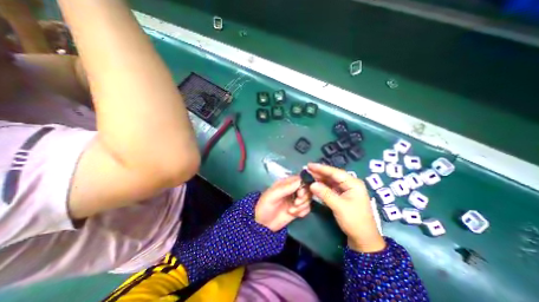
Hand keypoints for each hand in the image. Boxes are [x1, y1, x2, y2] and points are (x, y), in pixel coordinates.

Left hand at [255, 176, 311, 232]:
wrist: (262, 224)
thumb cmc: (264, 206)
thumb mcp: (272, 195)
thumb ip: (286, 188)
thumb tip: (300, 181)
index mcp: (286, 183)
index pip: (301, 178)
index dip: (304, 185)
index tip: (300, 194)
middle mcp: (292, 189)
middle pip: (307, 188)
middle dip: (304, 197)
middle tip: (295, 203)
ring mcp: (296, 199)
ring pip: (308, 199)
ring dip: (302, 206)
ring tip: (291, 210)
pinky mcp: (298, 208)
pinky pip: (307, 208)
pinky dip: (303, 212)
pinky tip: (295, 214)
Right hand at [305, 163, 384, 251]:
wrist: (363, 239)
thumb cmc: (354, 221)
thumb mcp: (339, 206)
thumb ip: (325, 194)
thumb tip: (312, 184)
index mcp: (353, 183)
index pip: (335, 172)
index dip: (321, 168)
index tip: (309, 165)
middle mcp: (349, 184)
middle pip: (332, 176)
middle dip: (319, 173)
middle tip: (306, 170)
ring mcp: (345, 190)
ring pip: (330, 181)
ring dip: (319, 179)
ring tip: (308, 176)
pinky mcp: (341, 196)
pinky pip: (330, 188)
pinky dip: (322, 186)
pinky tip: (314, 184)